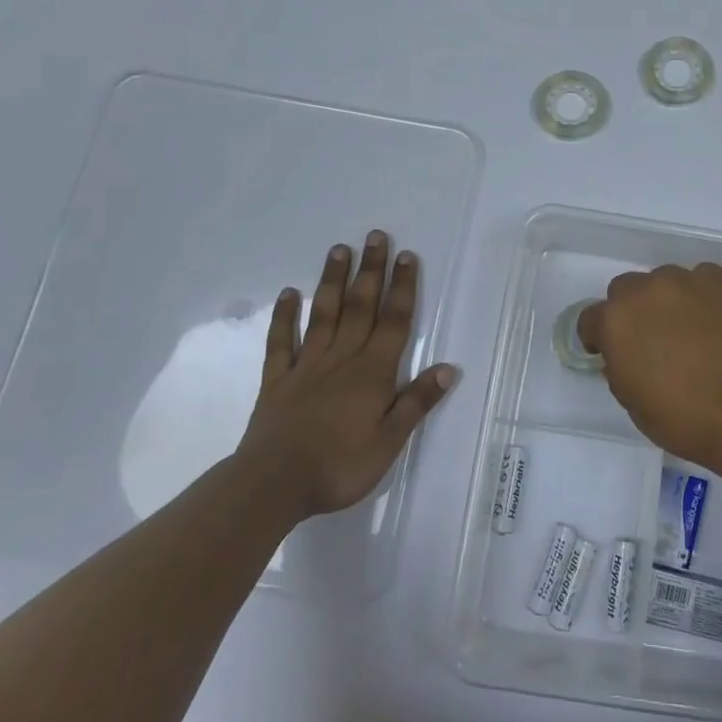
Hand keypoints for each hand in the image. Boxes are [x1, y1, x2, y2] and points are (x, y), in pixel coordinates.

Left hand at [238, 231, 458, 516]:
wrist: (273, 484)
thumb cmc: (339, 466)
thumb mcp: (389, 442)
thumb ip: (416, 402)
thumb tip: (448, 367)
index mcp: (372, 373)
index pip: (393, 322)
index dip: (402, 288)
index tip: (407, 256)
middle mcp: (342, 359)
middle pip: (360, 307)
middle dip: (371, 271)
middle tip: (375, 236)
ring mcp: (306, 366)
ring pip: (323, 315)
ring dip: (332, 280)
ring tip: (339, 249)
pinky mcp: (277, 380)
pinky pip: (281, 342)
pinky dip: (284, 316)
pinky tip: (288, 293)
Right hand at [577, 263, 721, 466]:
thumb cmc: (681, 417)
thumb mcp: (631, 400)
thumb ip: (619, 366)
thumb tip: (626, 354)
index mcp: (614, 321)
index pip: (590, 319)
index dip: (598, 338)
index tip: (611, 354)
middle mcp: (644, 290)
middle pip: (626, 290)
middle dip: (633, 311)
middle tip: (653, 339)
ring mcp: (685, 280)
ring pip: (664, 280)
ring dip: (668, 300)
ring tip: (690, 329)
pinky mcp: (720, 280)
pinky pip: (702, 278)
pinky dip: (703, 295)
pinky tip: (716, 320)